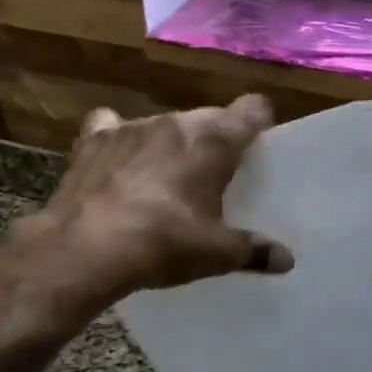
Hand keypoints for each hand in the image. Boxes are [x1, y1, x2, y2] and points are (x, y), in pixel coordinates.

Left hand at [18, 96, 293, 311]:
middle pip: (209, 118)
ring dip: (172, 143)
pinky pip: (112, 126)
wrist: (86, 249)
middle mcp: (176, 124)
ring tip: (168, 177)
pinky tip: (119, 161)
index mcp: (215, 142)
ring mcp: (132, 128)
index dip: (259, 122)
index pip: (252, 110)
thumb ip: (254, 252)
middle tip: (217, 175)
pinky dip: (120, 139)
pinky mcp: (93, 140)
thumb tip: (286, 260)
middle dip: (215, 140)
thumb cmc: (166, 242)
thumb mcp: (218, 254)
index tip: (260, 144)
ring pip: (165, 125)